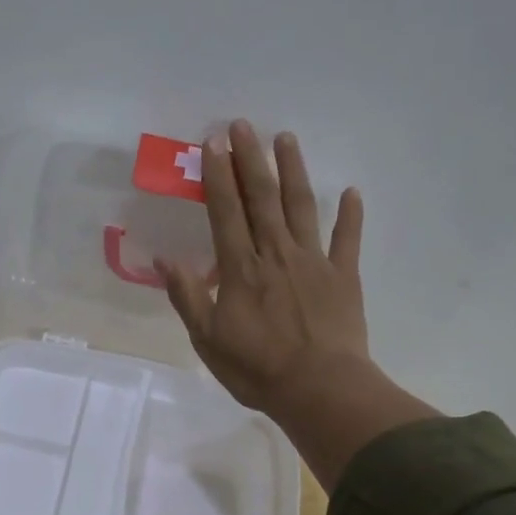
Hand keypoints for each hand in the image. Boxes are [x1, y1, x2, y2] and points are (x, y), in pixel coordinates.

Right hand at [157, 121, 436, 490]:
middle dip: (251, 159)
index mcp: (241, 268)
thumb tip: (164, 260)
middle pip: (262, 198)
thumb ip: (188, 296)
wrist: (319, 390)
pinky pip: (347, 240)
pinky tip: (351, 192)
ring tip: (286, 138)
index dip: (218, 176)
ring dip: (293, 171)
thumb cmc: (257, 368)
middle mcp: (276, 254)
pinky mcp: (343, 277)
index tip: (212, 143)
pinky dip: (350, 215)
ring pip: (301, 207)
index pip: (225, 212)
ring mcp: (313, 262)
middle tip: (244, 125)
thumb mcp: (207, 339)